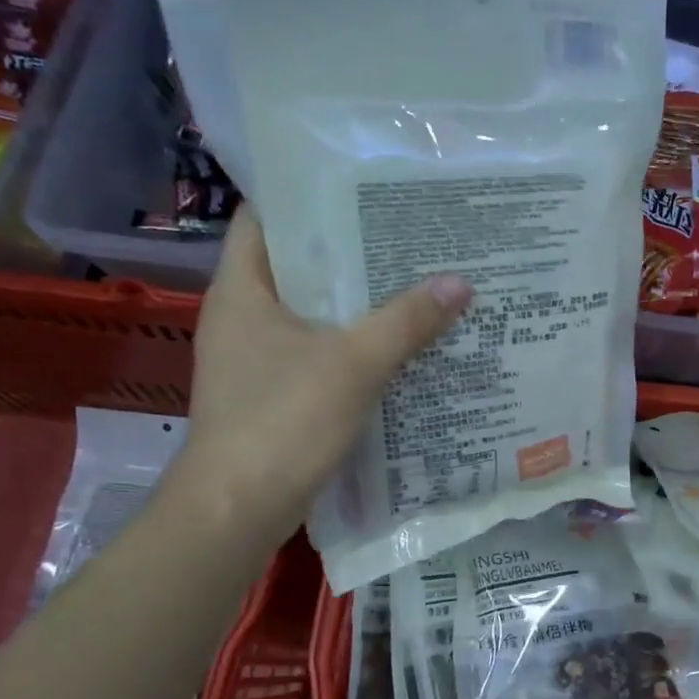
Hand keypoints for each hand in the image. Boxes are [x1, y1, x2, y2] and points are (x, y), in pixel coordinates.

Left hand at [170, 209, 471, 543]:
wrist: (238, 509)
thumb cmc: (282, 421)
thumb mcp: (352, 364)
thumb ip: (406, 321)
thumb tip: (460, 281)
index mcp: (243, 290)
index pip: (266, 219)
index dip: (310, 198)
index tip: (365, 190)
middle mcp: (243, 317)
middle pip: (299, 268)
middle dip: (351, 254)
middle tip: (410, 239)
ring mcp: (256, 360)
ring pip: (313, 316)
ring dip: (358, 305)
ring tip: (416, 286)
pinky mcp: (274, 396)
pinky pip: (319, 356)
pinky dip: (354, 348)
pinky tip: (400, 349)